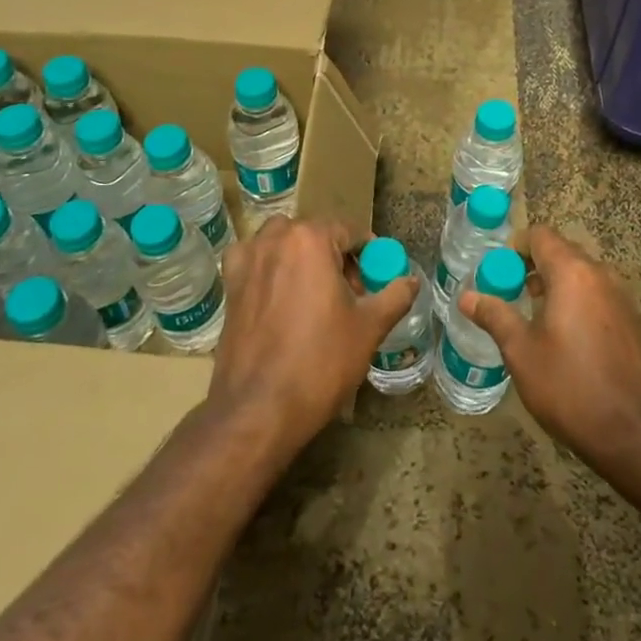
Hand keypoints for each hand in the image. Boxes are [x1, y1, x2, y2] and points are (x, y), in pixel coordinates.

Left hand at [209, 217, 417, 453]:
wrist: (258, 409)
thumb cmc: (320, 361)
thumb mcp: (370, 327)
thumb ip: (395, 295)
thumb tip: (411, 280)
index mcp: (310, 239)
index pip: (350, 231)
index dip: (368, 253)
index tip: (377, 278)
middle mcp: (274, 238)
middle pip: (315, 236)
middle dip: (335, 258)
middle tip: (350, 296)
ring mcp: (246, 261)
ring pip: (283, 245)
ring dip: (302, 260)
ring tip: (315, 299)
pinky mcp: (229, 286)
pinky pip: (255, 263)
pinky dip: (270, 271)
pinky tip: (280, 301)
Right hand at [459, 226, 640, 471]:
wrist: (637, 435)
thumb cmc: (571, 388)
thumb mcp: (522, 352)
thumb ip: (495, 316)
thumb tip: (466, 296)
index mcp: (573, 273)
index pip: (541, 236)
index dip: (515, 247)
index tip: (496, 271)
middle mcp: (602, 276)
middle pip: (563, 253)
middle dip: (533, 267)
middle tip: (509, 294)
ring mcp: (623, 299)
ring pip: (583, 276)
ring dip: (556, 286)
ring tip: (533, 318)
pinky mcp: (634, 324)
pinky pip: (599, 298)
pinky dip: (578, 304)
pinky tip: (566, 340)